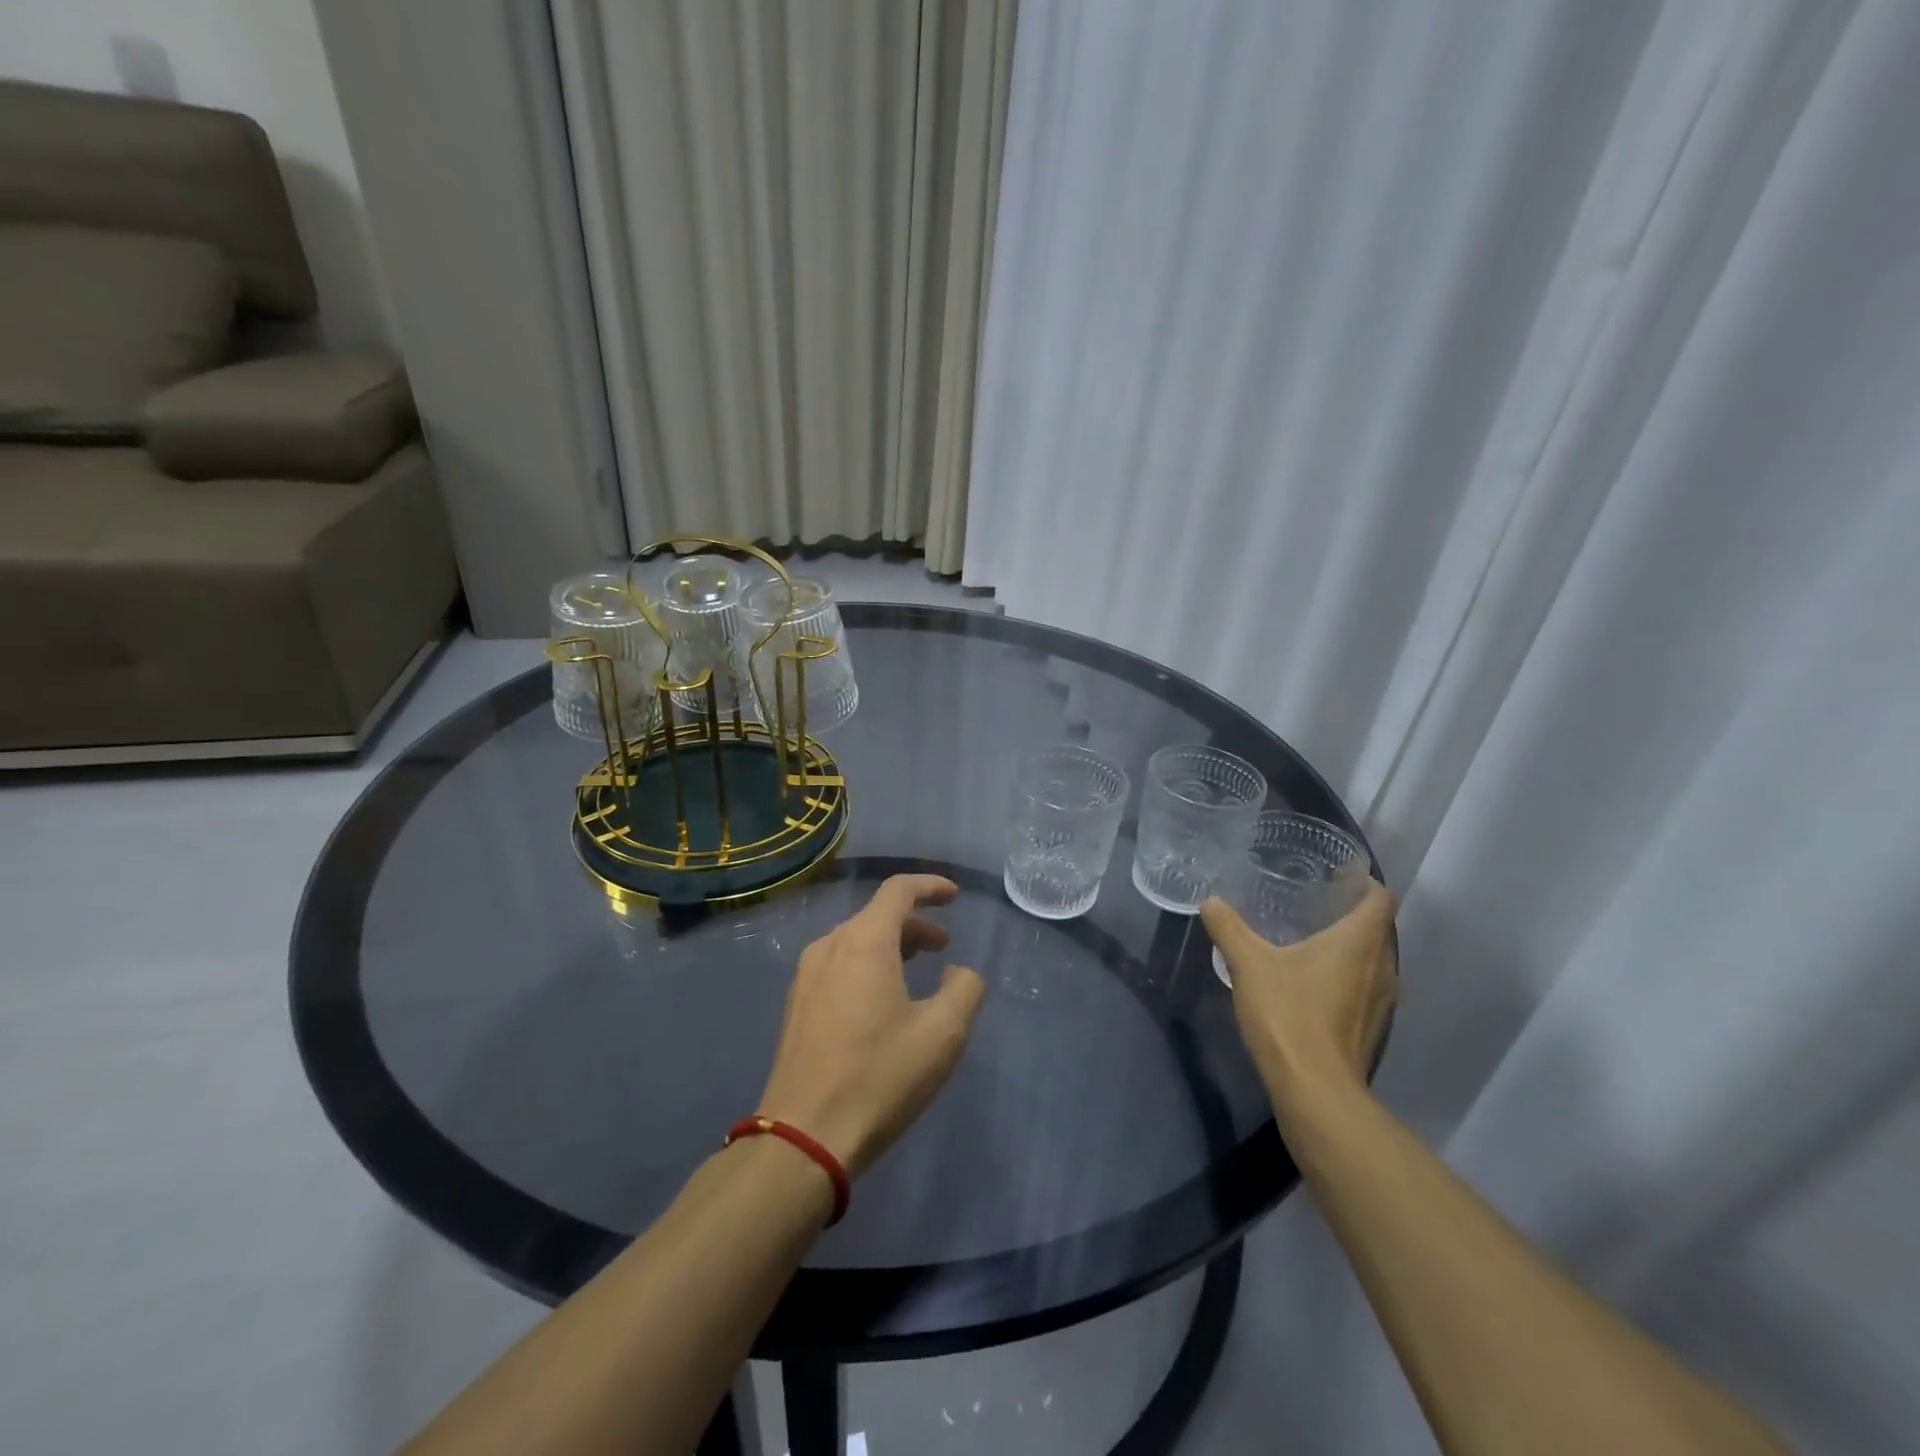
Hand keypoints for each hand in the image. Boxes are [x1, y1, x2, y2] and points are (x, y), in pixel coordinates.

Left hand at [757, 875, 986, 1178]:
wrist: (804, 1136)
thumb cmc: (879, 1076)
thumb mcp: (943, 1033)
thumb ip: (964, 988)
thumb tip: (957, 972)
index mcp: (864, 942)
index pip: (898, 891)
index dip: (930, 887)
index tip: (954, 896)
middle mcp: (829, 947)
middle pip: (877, 916)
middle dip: (915, 924)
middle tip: (943, 947)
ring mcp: (806, 976)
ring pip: (856, 941)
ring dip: (891, 946)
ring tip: (916, 970)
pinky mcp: (796, 1005)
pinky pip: (838, 965)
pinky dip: (867, 965)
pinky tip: (881, 1000)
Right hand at [1200, 879, 1397, 1115]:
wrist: (1315, 1089)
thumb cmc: (1289, 1014)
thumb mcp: (1248, 964)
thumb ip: (1229, 928)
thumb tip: (1210, 902)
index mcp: (1359, 942)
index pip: (1380, 899)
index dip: (1364, 882)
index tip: (1339, 875)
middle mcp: (1382, 967)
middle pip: (1379, 929)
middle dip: (1353, 913)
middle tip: (1316, 902)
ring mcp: (1382, 1002)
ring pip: (1374, 961)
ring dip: (1351, 947)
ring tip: (1313, 938)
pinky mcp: (1371, 1029)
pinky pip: (1366, 987)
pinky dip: (1347, 975)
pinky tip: (1313, 981)